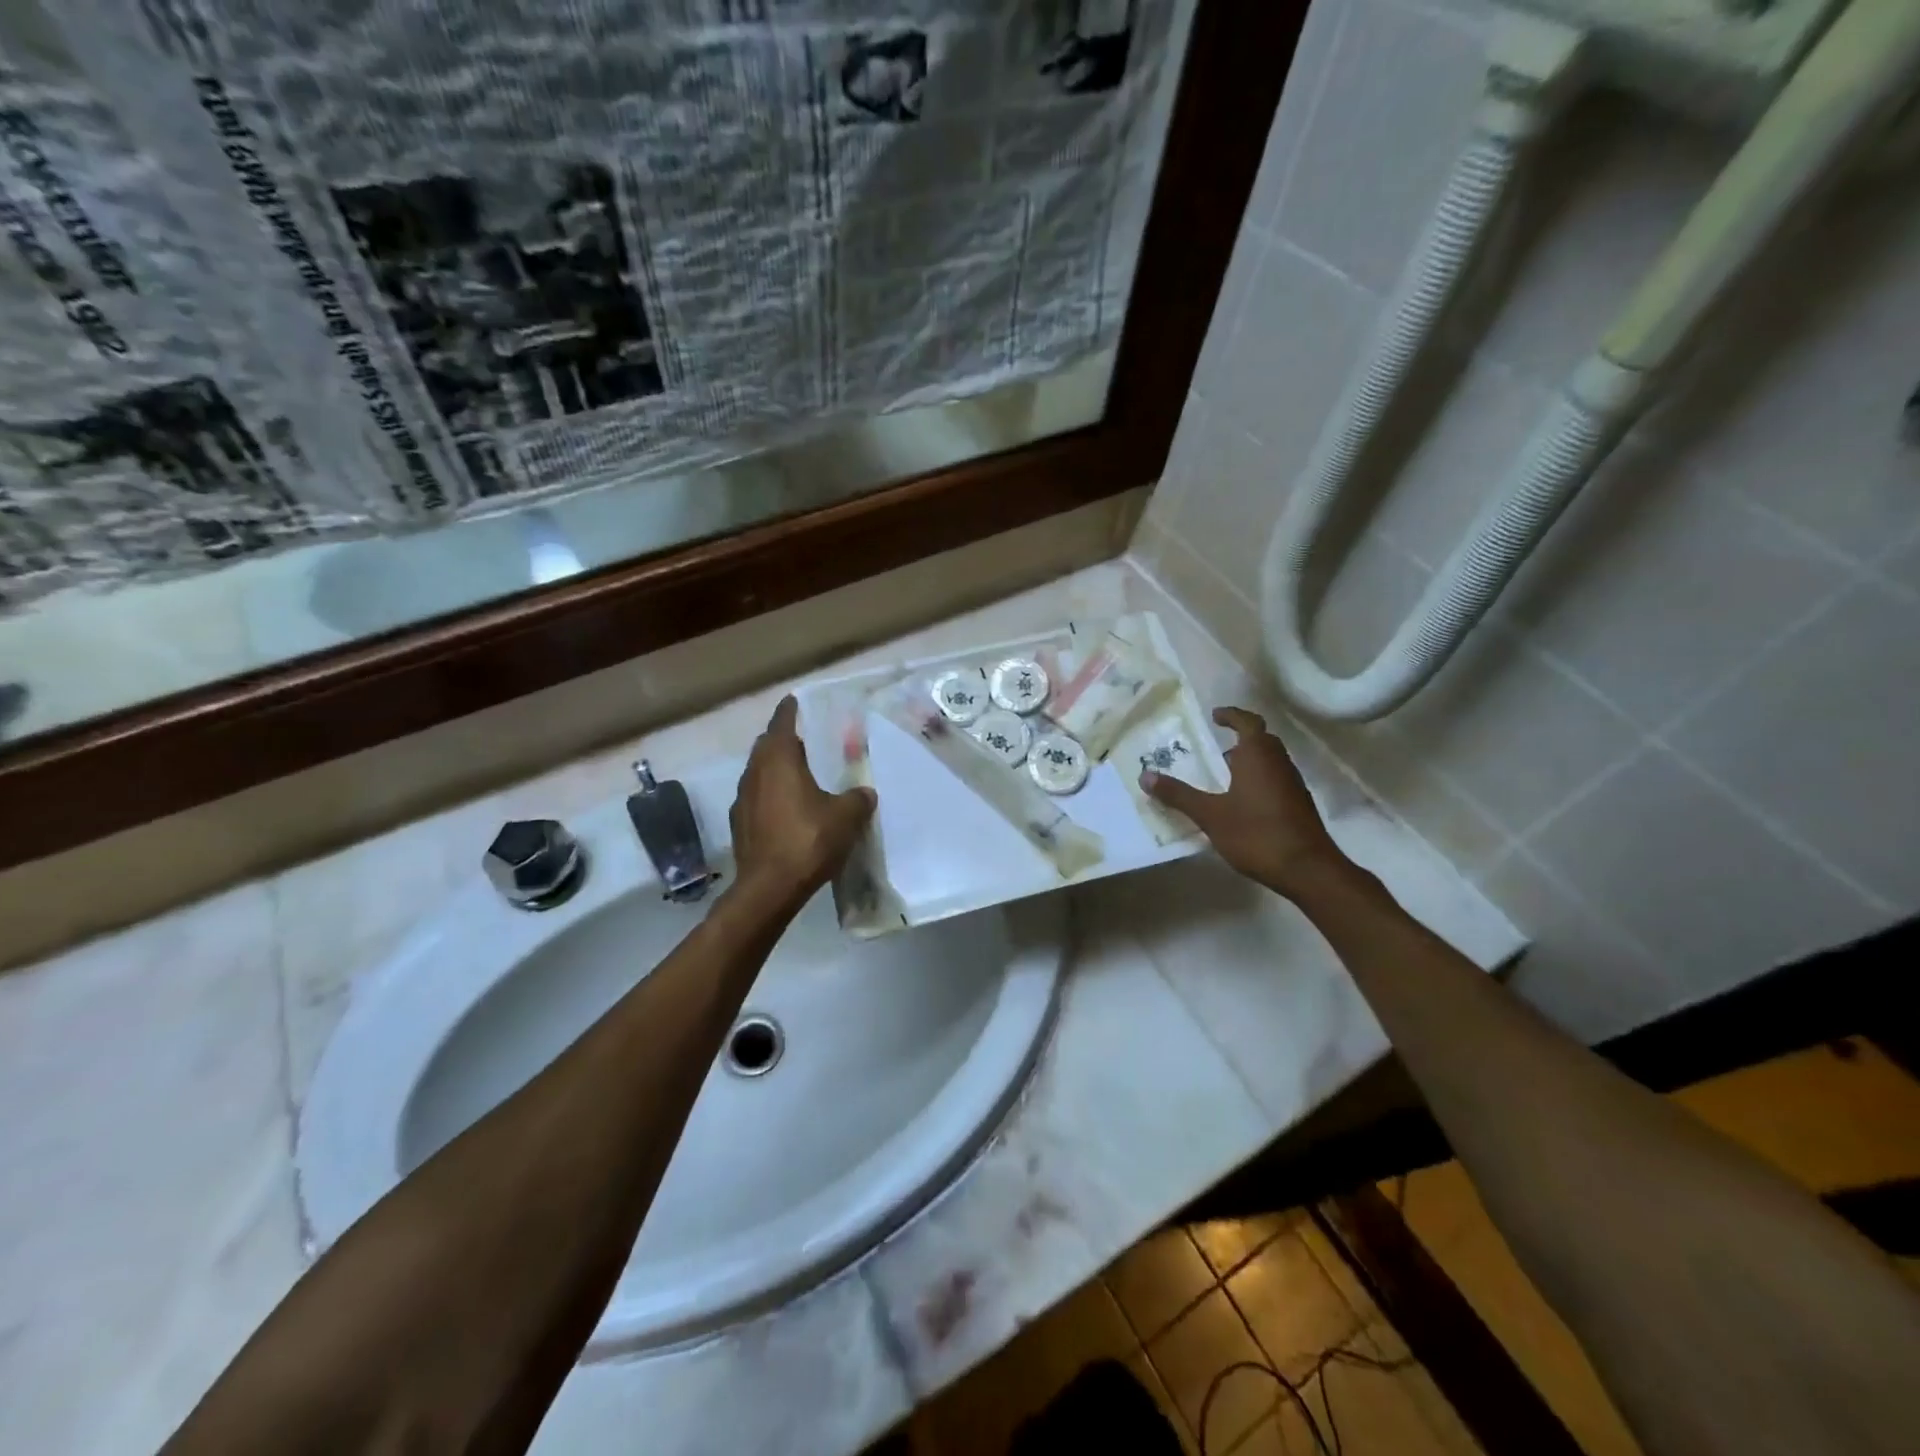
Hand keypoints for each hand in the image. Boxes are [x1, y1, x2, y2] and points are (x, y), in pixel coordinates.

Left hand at [730, 696, 876, 902]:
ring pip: (759, 772)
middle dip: (784, 739)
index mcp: (778, 760)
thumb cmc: (808, 841)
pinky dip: (771, 794)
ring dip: (776, 768)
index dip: (791, 710)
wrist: (768, 889)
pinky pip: (756, 797)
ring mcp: (742, 799)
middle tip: (807, 739)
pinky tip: (788, 808)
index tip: (797, 700)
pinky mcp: (739, 824)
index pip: (782, 722)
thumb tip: (865, 792)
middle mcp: (755, 773)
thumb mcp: (846, 817)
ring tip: (800, 774)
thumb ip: (857, 798)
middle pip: (767, 745)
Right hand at [1141, 706, 1352, 899]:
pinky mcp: (1298, 805)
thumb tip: (1145, 775)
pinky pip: (1275, 780)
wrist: (1307, 869)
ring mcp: (1293, 784)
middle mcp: (1279, 763)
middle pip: (1262, 740)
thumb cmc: (1256, 834)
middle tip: (1215, 746)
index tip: (1215, 715)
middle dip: (1240, 739)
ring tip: (1223, 775)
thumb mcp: (1210, 815)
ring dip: (1249, 761)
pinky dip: (1257, 780)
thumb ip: (1179, 795)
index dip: (1232, 715)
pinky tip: (1241, 802)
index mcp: (1258, 756)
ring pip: (1270, 761)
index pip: (1248, 722)